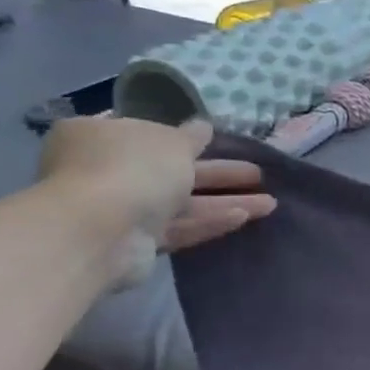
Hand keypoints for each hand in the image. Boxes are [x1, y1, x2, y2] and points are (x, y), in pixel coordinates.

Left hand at [36, 118, 276, 281]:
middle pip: (172, 169)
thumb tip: (202, 126)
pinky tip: (244, 217)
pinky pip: (179, 227)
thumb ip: (191, 136)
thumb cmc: (132, 168)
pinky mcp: (137, 243)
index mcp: (100, 136)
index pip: (144, 131)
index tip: (215, 140)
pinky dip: (209, 221)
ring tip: (269, 202)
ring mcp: (121, 209)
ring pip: (182, 202)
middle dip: (218, 173)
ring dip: (224, 201)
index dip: (182, 135)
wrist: (101, 230)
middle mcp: (106, 171)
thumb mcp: (172, 141)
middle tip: (256, 173)